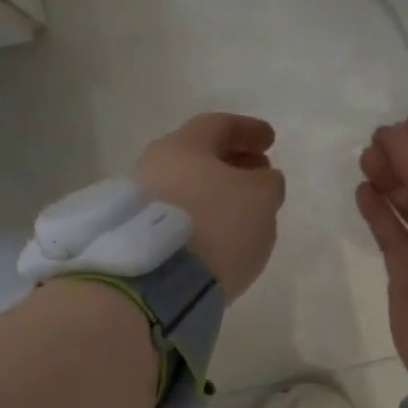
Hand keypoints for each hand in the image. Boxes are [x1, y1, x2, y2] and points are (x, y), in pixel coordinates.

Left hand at [136, 113, 285, 300]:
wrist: (155, 282)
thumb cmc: (215, 225)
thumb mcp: (260, 198)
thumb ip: (268, 182)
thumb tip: (261, 179)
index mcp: (183, 144)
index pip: (219, 125)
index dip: (248, 130)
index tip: (270, 140)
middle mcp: (154, 164)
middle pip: (199, 155)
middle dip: (232, 161)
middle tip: (259, 172)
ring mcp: (139, 201)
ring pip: (186, 186)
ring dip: (215, 191)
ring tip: (241, 208)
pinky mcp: (136, 235)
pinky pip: (176, 214)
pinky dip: (199, 214)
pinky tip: (216, 231)